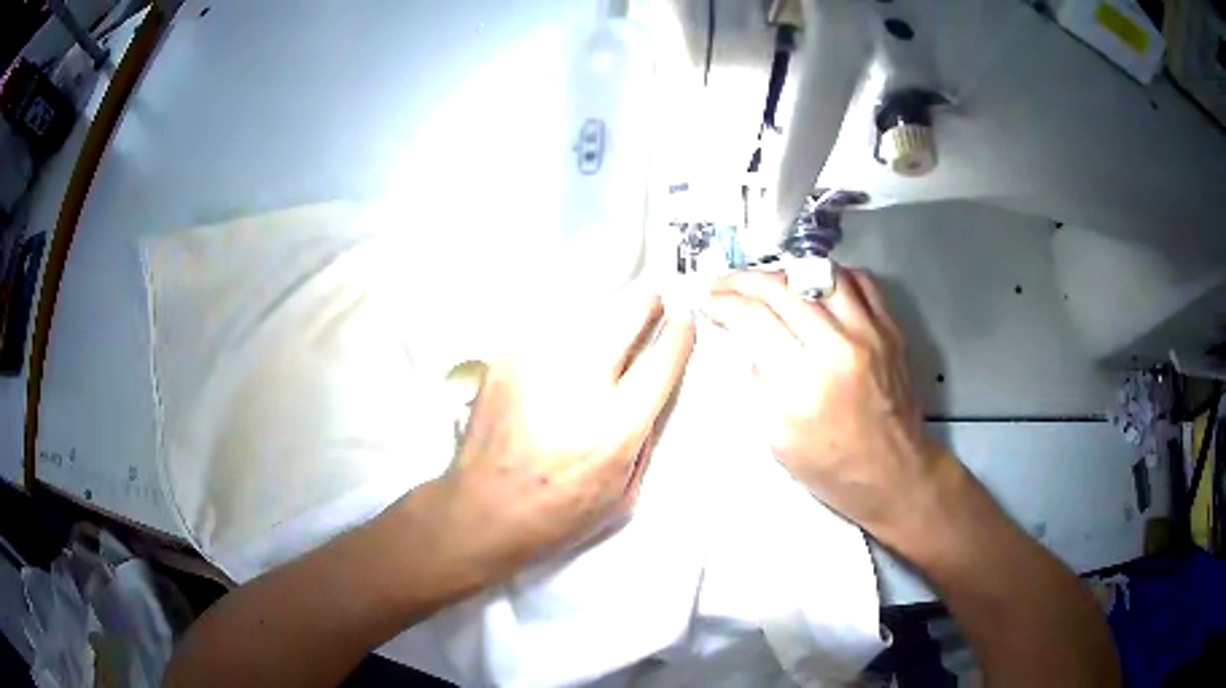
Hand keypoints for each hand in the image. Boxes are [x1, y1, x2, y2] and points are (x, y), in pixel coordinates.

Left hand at [431, 286, 694, 581]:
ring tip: (606, 328)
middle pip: (627, 314)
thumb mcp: (623, 493)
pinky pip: (549, 322)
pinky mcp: (507, 358)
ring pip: (588, 309)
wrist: (484, 508)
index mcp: (615, 425)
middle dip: (646, 304)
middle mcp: (579, 385)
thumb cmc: (555, 511)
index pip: (662, 358)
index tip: (682, 322)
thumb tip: (654, 387)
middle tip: (650, 304)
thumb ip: (645, 435)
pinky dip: (566, 325)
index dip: (679, 334)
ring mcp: (538, 364)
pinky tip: (564, 346)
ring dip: (605, 314)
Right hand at [703, 268, 951, 544]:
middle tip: (723, 284)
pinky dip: (830, 276)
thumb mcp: (780, 441)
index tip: (708, 301)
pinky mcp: (890, 329)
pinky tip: (814, 287)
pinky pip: (860, 282)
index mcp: (805, 384)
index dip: (724, 303)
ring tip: (766, 283)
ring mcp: (870, 333)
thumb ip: (764, 386)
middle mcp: (839, 347)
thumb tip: (752, 346)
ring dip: (783, 273)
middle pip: (783, 289)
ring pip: (820, 274)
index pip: (755, 320)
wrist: (896, 475)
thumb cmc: (834, 469)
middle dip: (743, 281)